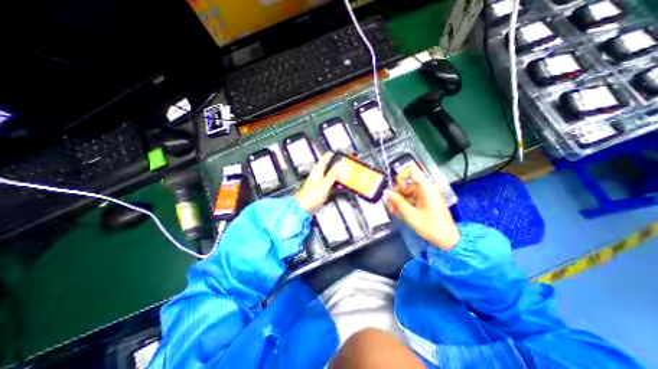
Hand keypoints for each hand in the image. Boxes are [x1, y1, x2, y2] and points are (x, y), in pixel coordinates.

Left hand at [296, 153, 341, 214]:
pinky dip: (337, 183)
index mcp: (317, 170)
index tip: (341, 152)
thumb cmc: (310, 197)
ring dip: (338, 174)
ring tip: (346, 173)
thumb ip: (332, 174)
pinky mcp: (321, 189)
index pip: (326, 157)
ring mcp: (320, 181)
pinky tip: (341, 184)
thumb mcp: (324, 184)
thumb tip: (339, 165)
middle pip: (330, 166)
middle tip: (346, 163)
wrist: (303, 208)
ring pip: (331, 174)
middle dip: (338, 164)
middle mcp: (318, 174)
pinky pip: (331, 183)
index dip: (334, 154)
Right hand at [384, 164, 458, 249]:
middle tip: (390, 205)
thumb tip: (386, 192)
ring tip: (394, 211)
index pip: (412, 171)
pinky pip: (411, 199)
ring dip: (398, 201)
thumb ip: (397, 202)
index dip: (401, 176)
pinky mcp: (424, 203)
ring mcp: (425, 196)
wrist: (447, 240)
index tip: (395, 188)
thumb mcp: (410, 214)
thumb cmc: (431, 226)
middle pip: (406, 184)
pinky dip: (404, 205)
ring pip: (406, 193)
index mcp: (426, 188)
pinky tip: (399, 213)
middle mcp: (425, 189)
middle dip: (396, 194)